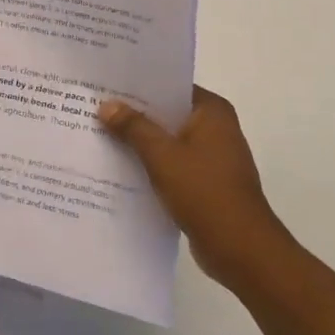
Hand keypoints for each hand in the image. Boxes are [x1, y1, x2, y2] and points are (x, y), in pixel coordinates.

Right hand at [98, 85, 296, 289]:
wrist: (241, 250)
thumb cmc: (205, 192)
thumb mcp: (162, 155)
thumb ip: (133, 127)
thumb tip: (106, 105)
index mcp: (212, 112)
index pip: (170, 86)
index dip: (138, 85)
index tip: (106, 83)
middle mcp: (215, 128)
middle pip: (166, 113)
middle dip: (133, 113)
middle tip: (94, 106)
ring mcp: (211, 157)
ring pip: (167, 139)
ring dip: (139, 140)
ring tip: (99, 133)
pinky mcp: (205, 182)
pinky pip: (170, 163)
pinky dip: (149, 163)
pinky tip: (118, 165)